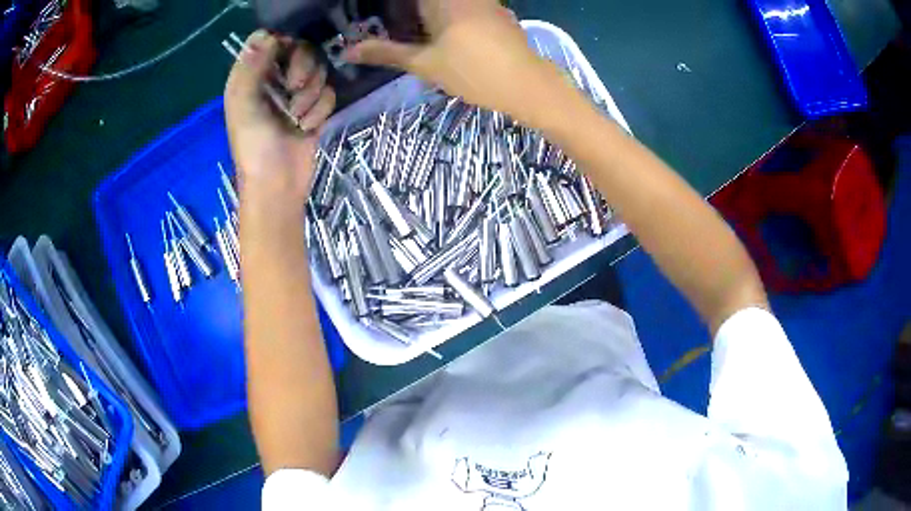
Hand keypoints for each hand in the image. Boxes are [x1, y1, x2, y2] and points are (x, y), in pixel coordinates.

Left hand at [224, 31, 335, 213]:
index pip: (271, 40)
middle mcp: (273, 80)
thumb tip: (265, 35)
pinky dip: (320, 111)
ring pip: (318, 71)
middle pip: (301, 50)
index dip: (284, 42)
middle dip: (303, 69)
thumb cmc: (254, 148)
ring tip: (297, 118)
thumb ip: (251, 69)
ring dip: (310, 95)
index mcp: (251, 77)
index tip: (288, 55)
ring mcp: (295, 94)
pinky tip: (307, 128)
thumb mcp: (244, 107)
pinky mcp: (313, 108)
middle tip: (294, 89)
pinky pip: (328, 93)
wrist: (278, 186)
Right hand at [344, 0, 559, 125]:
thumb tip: (348, 51)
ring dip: (429, 12)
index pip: (411, 0)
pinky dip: (451, 11)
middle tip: (395, 23)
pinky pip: (467, 4)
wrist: (527, 84)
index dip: (397, 7)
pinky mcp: (497, 10)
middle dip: (409, 10)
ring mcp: (484, 0)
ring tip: (413, 26)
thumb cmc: (472, 73)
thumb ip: (386, 52)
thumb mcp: (424, 64)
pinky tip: (443, 27)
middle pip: (429, 1)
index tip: (384, 13)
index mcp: (441, 0)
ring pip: (450, 2)